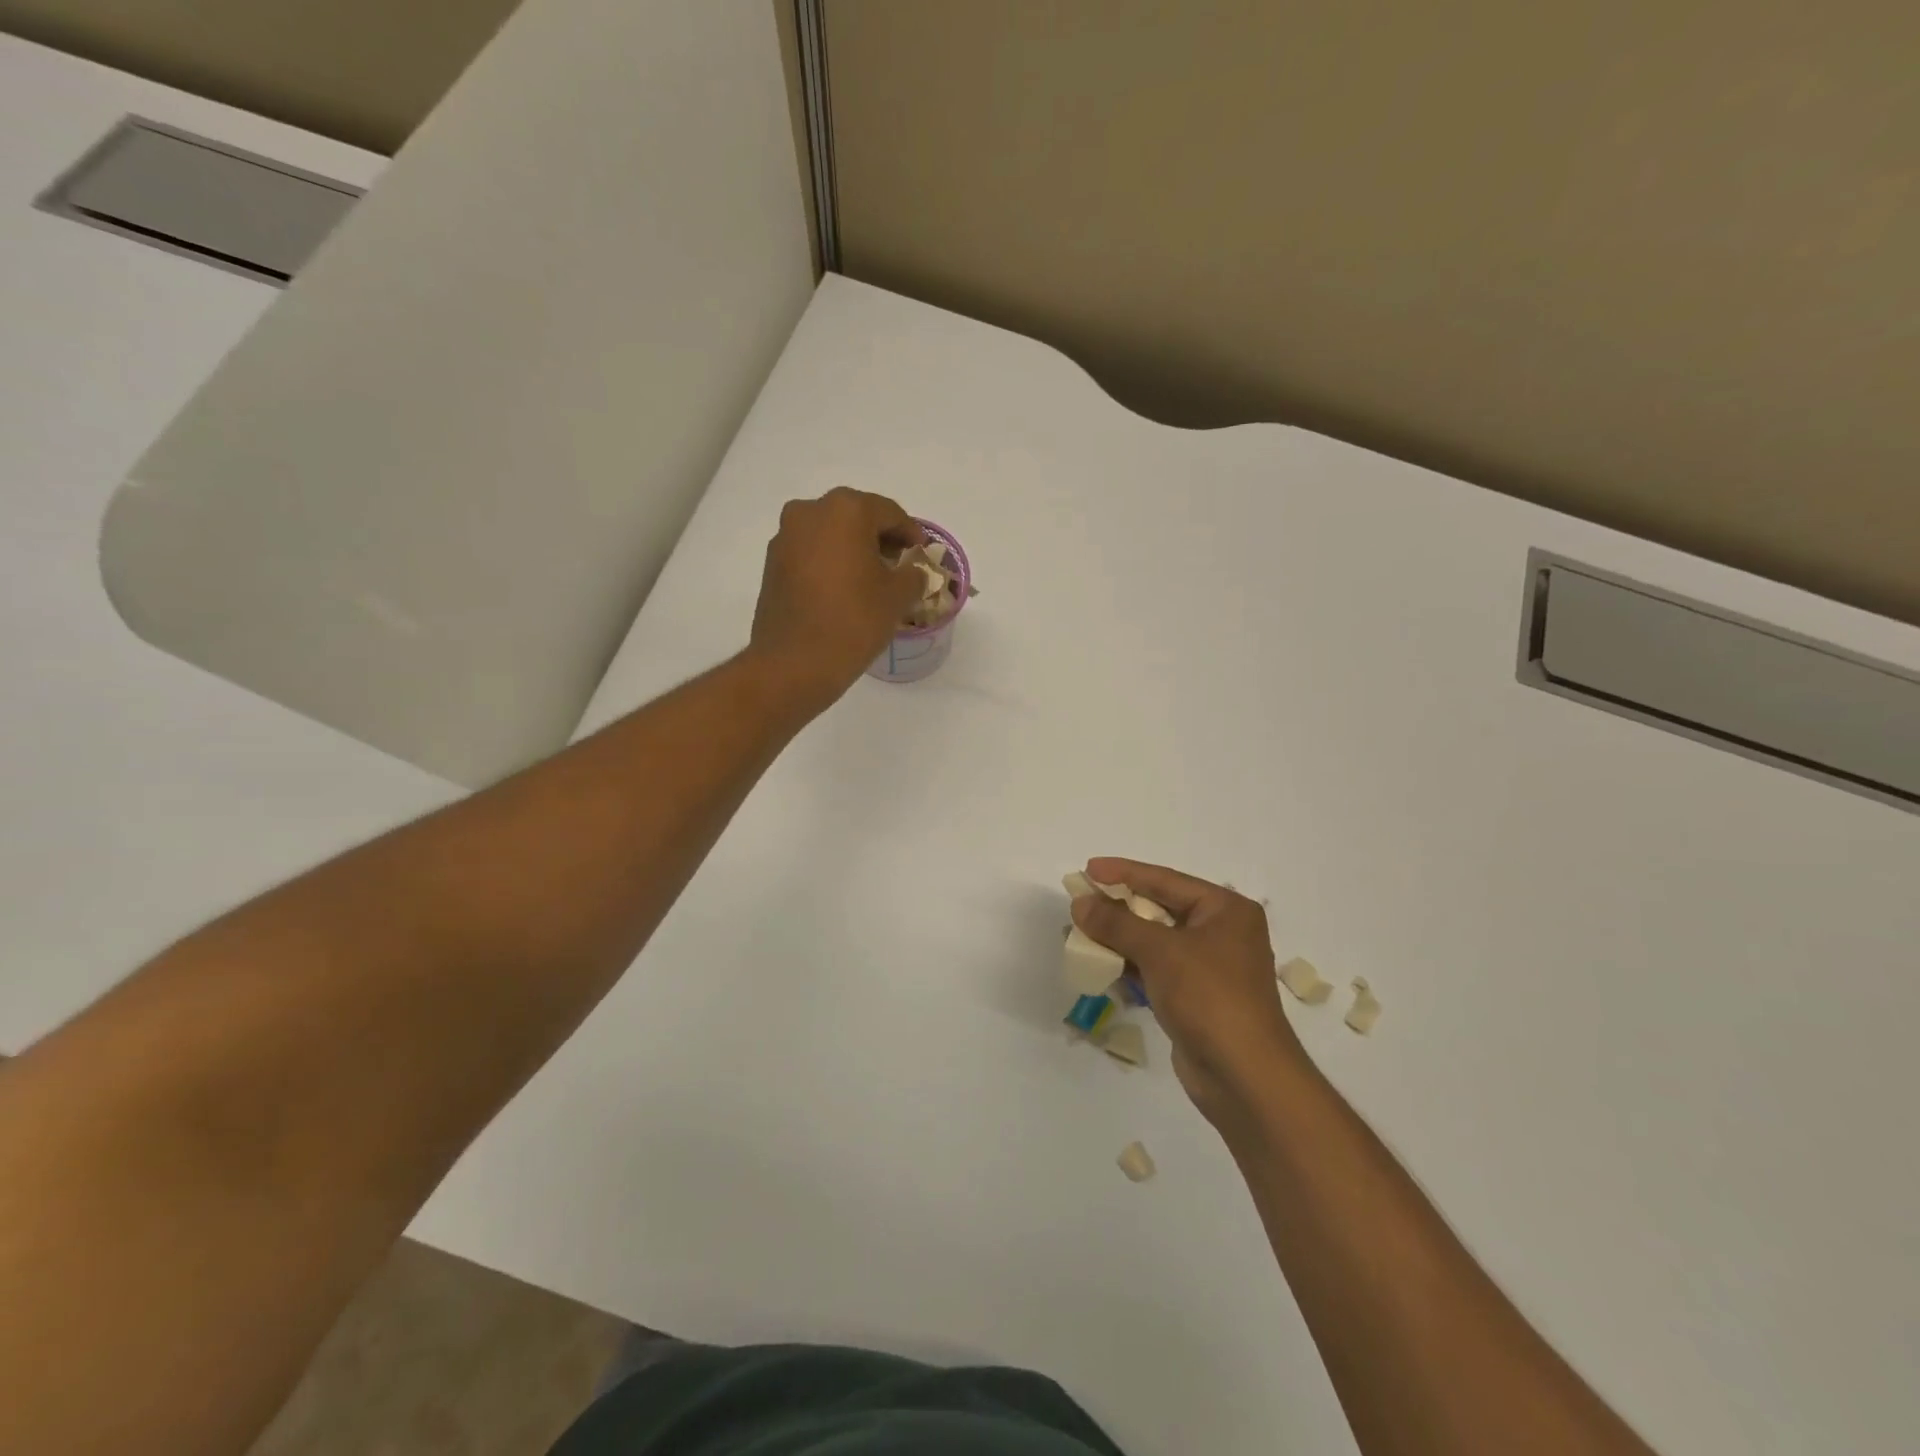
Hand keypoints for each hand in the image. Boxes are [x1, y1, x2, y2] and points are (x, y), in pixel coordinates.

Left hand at [749, 488, 926, 709]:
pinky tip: (844, 588)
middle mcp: (810, 512)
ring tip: (871, 578)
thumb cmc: (854, 620)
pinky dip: (830, 562)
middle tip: (899, 563)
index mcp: (846, 510)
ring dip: (852, 549)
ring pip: (830, 533)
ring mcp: (785, 537)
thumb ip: (913, 575)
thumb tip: (912, 571)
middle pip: (856, 517)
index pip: (889, 512)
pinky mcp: (772, 563)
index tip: (922, 552)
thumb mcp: (898, 597)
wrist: (795, 662)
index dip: (910, 532)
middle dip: (879, 537)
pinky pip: (810, 553)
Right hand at [1072, 858, 1305, 1122]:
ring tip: (1080, 936)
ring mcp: (1210, 968)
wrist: (1245, 1078)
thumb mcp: (1160, 952)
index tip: (1088, 868)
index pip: (1165, 880)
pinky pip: (1156, 971)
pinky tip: (1102, 969)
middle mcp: (1221, 932)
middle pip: (1159, 909)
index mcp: (1226, 910)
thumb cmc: (1209, 997)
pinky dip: (1130, 968)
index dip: (1124, 872)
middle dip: (1118, 908)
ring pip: (1155, 942)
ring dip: (1119, 940)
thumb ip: (1116, 923)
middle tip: (1081, 901)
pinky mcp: (1196, 998)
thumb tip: (1080, 902)